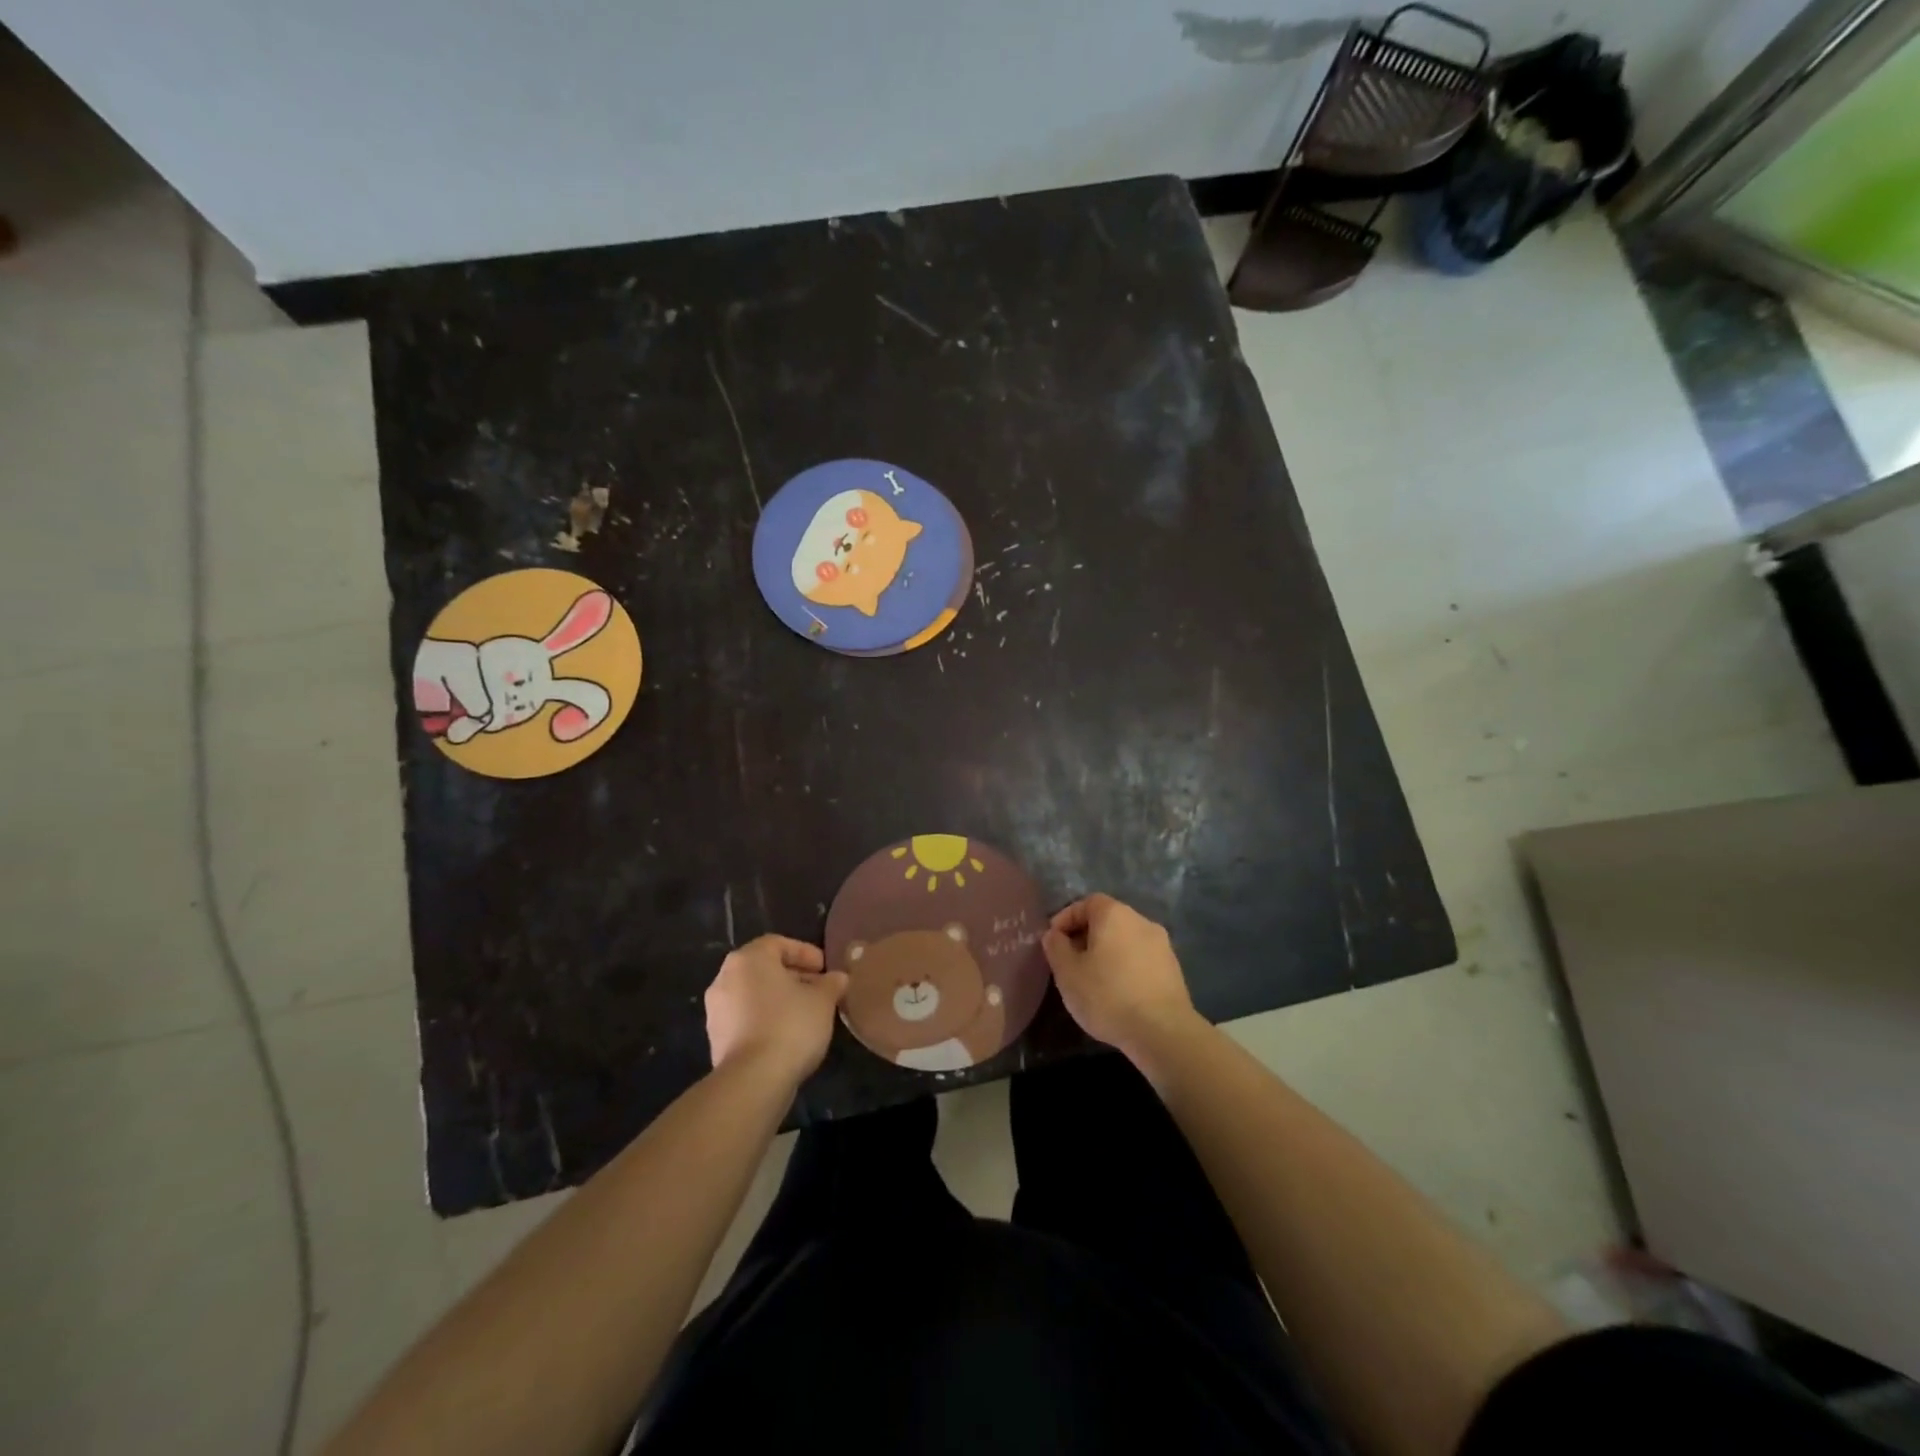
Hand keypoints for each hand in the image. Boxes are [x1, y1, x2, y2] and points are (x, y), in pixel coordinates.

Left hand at [704, 936, 848, 1085]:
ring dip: (778, 999)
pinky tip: (787, 1035)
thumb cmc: (790, 1025)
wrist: (752, 1080)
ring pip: (753, 994)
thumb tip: (838, 978)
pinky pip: (745, 1018)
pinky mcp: (715, 1038)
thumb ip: (831, 984)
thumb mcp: (822, 1001)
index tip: (825, 968)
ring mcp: (716, 1010)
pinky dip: (765, 1019)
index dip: (805, 953)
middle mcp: (725, 978)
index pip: (779, 944)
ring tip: (806, 1014)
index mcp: (748, 959)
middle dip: (793, 976)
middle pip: (763, 968)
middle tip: (818, 990)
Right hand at [1041, 894, 1198, 1056]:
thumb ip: (1056, 947)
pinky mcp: (1173, 970)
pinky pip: (1141, 959)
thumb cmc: (1108, 995)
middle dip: (1085, 937)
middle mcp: (1141, 921)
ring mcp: (1162, 945)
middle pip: (1107, 920)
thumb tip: (1054, 935)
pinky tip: (1117, 993)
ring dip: (1107, 953)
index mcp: (1115, 914)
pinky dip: (1125, 968)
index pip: (1086, 903)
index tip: (1053, 942)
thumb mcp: (1068, 972)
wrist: (1163, 1032)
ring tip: (1092, 980)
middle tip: (1070, 962)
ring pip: (1125, 940)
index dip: (1066, 918)